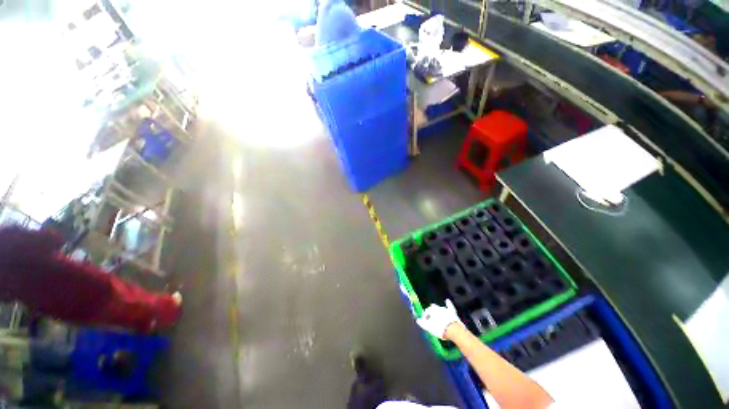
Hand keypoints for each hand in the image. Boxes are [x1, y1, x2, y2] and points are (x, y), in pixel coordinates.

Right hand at [416, 299, 462, 339]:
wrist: (453, 330)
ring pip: (440, 308)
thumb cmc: (439, 329)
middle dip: (431, 312)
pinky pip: (450, 306)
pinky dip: (448, 303)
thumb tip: (417, 320)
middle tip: (431, 318)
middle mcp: (437, 307)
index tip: (425, 321)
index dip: (425, 317)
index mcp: (431, 310)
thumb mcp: (429, 327)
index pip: (426, 312)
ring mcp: (445, 309)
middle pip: (433, 308)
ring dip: (438, 311)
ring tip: (438, 315)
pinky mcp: (452, 312)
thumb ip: (422, 323)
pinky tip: (447, 300)